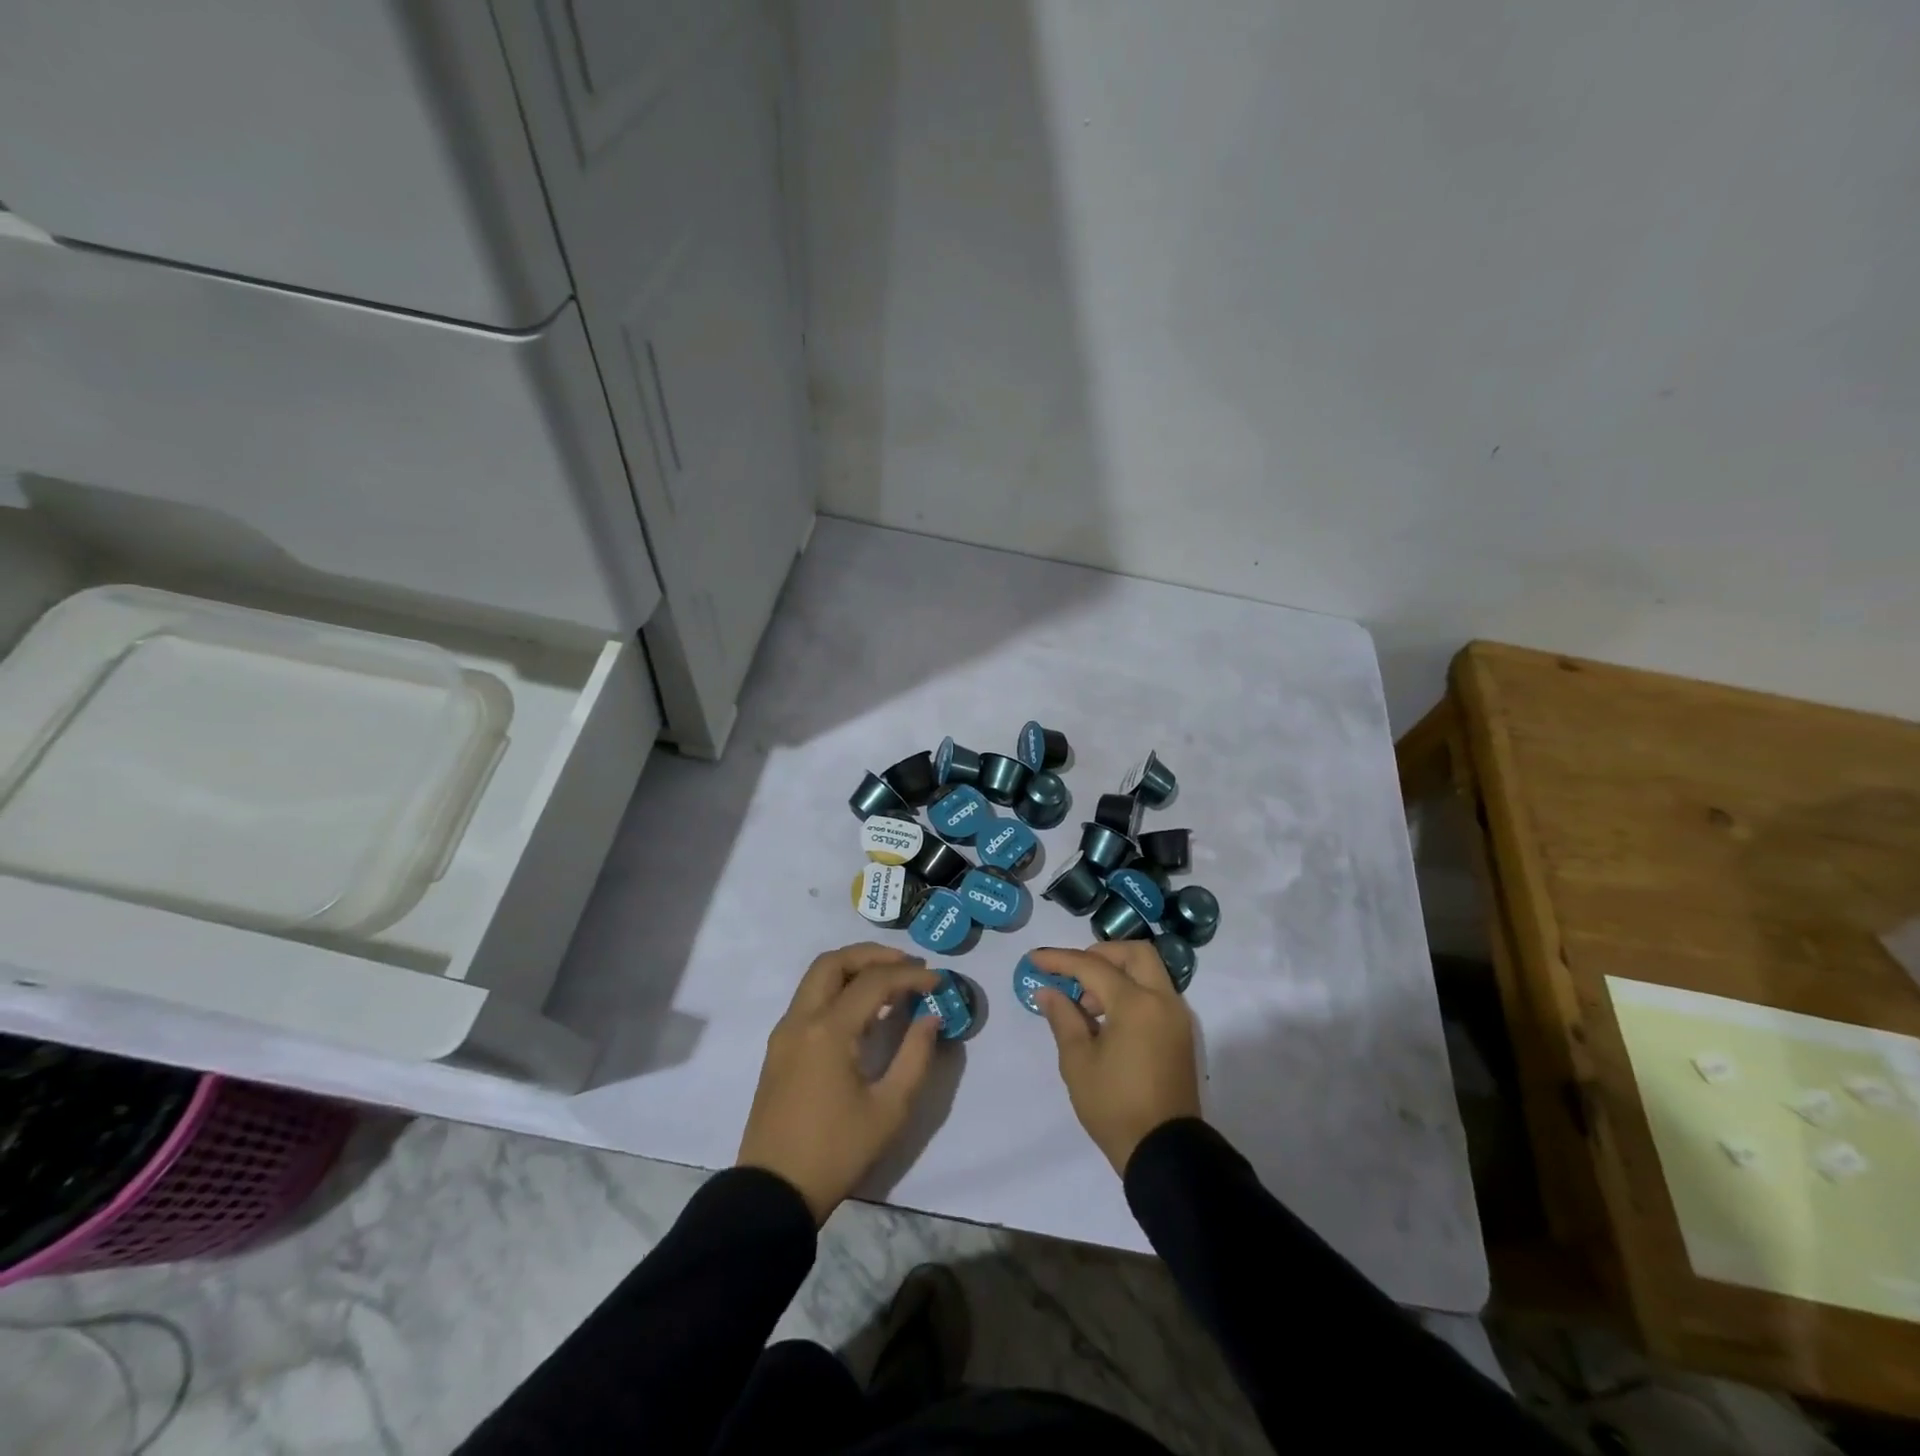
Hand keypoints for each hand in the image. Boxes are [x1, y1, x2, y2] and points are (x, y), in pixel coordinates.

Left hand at [737, 943, 941, 1223]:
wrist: (773, 1193)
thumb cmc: (836, 1151)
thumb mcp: (889, 1109)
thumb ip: (915, 1056)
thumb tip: (931, 1018)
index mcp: (829, 1030)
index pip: (874, 981)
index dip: (910, 976)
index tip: (938, 981)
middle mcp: (801, 1019)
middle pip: (834, 961)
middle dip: (874, 955)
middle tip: (908, 965)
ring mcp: (785, 1032)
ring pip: (817, 976)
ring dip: (853, 968)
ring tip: (890, 983)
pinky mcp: (779, 1047)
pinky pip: (809, 999)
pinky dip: (837, 988)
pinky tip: (862, 1010)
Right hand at [1033, 942, 1201, 1175]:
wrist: (1164, 1152)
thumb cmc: (1114, 1106)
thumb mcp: (1078, 1062)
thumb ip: (1063, 1018)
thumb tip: (1048, 991)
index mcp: (1136, 1004)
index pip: (1093, 966)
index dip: (1060, 959)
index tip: (1034, 958)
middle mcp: (1163, 1001)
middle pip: (1134, 954)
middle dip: (1101, 954)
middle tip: (1075, 973)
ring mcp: (1176, 1017)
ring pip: (1149, 972)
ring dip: (1117, 974)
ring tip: (1086, 1007)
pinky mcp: (1180, 1034)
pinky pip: (1155, 994)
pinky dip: (1131, 992)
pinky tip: (1106, 1020)